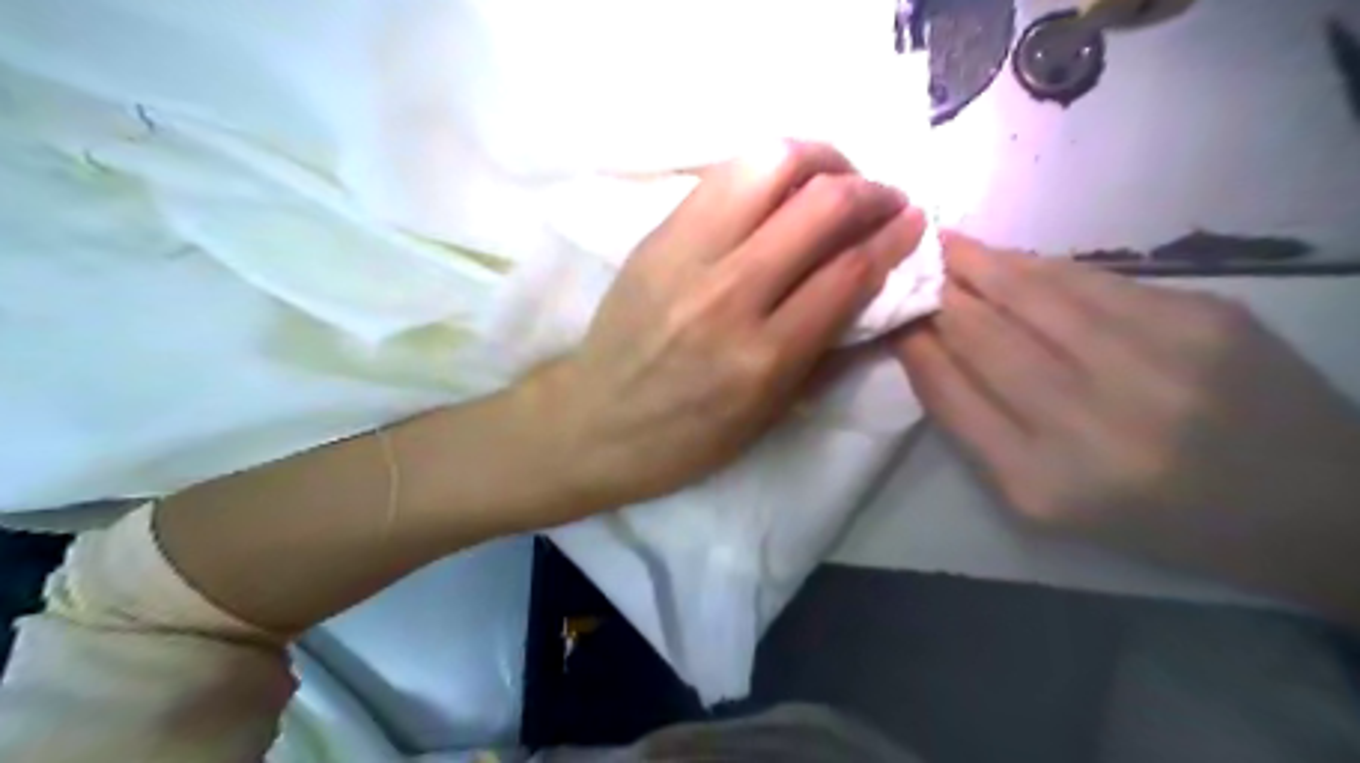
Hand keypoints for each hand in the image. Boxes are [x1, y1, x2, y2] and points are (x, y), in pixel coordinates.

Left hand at [525, 144, 930, 511]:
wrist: (593, 420)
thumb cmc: (686, 437)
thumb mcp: (768, 416)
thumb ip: (827, 352)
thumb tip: (876, 294)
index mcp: (764, 356)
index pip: (849, 271)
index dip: (894, 238)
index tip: (914, 223)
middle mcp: (730, 294)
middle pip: (820, 205)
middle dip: (870, 190)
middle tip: (882, 199)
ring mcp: (687, 255)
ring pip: (770, 165)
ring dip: (820, 160)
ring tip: (834, 178)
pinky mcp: (657, 234)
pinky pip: (724, 175)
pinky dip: (767, 168)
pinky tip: (780, 187)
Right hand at [900, 235, 1358, 620]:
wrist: (1315, 506)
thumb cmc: (1159, 519)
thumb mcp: (1050, 501)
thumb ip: (982, 429)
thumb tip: (930, 351)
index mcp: (1042, 483)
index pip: (950, 394)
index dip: (913, 347)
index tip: (888, 318)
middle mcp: (1089, 423)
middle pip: (983, 337)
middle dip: (934, 296)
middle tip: (901, 263)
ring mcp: (1152, 363)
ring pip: (1031, 295)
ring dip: (975, 265)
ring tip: (940, 244)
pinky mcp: (1202, 319)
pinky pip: (1089, 282)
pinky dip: (1035, 266)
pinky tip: (1005, 257)